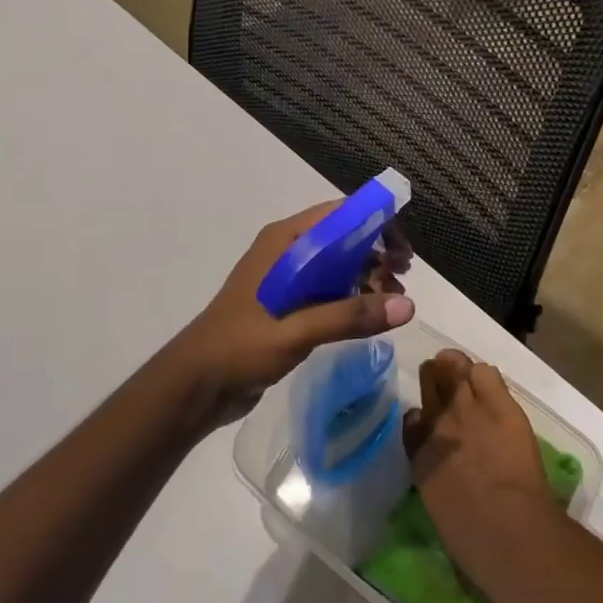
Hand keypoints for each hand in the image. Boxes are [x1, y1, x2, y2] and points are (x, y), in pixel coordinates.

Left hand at [158, 200, 413, 429]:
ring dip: (367, 278)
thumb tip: (408, 306)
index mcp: (285, 242)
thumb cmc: (239, 348)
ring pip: (339, 266)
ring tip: (393, 302)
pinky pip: (329, 291)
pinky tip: (371, 316)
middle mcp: (288, 253)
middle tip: (402, 280)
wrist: (194, 387)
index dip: (377, 224)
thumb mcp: (296, 331)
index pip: (340, 215)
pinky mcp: (288, 306)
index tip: (404, 251)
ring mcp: (287, 280)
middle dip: (377, 255)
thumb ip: (350, 316)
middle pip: (344, 239)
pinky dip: (353, 298)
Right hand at [402, 350, 563, 598]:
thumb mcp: (439, 505)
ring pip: (455, 368)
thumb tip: (440, 466)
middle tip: (444, 382)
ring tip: (463, 372)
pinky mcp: (499, 404)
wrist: (506, 528)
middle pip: (429, 382)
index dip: (422, 416)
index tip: (428, 420)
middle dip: (434, 379)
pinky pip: (484, 372)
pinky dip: (483, 375)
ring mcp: (467, 408)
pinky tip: (488, 385)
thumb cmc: (471, 537)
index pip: (412, 419)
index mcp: (419, 455)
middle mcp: (437, 423)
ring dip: (456, 368)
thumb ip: (434, 475)